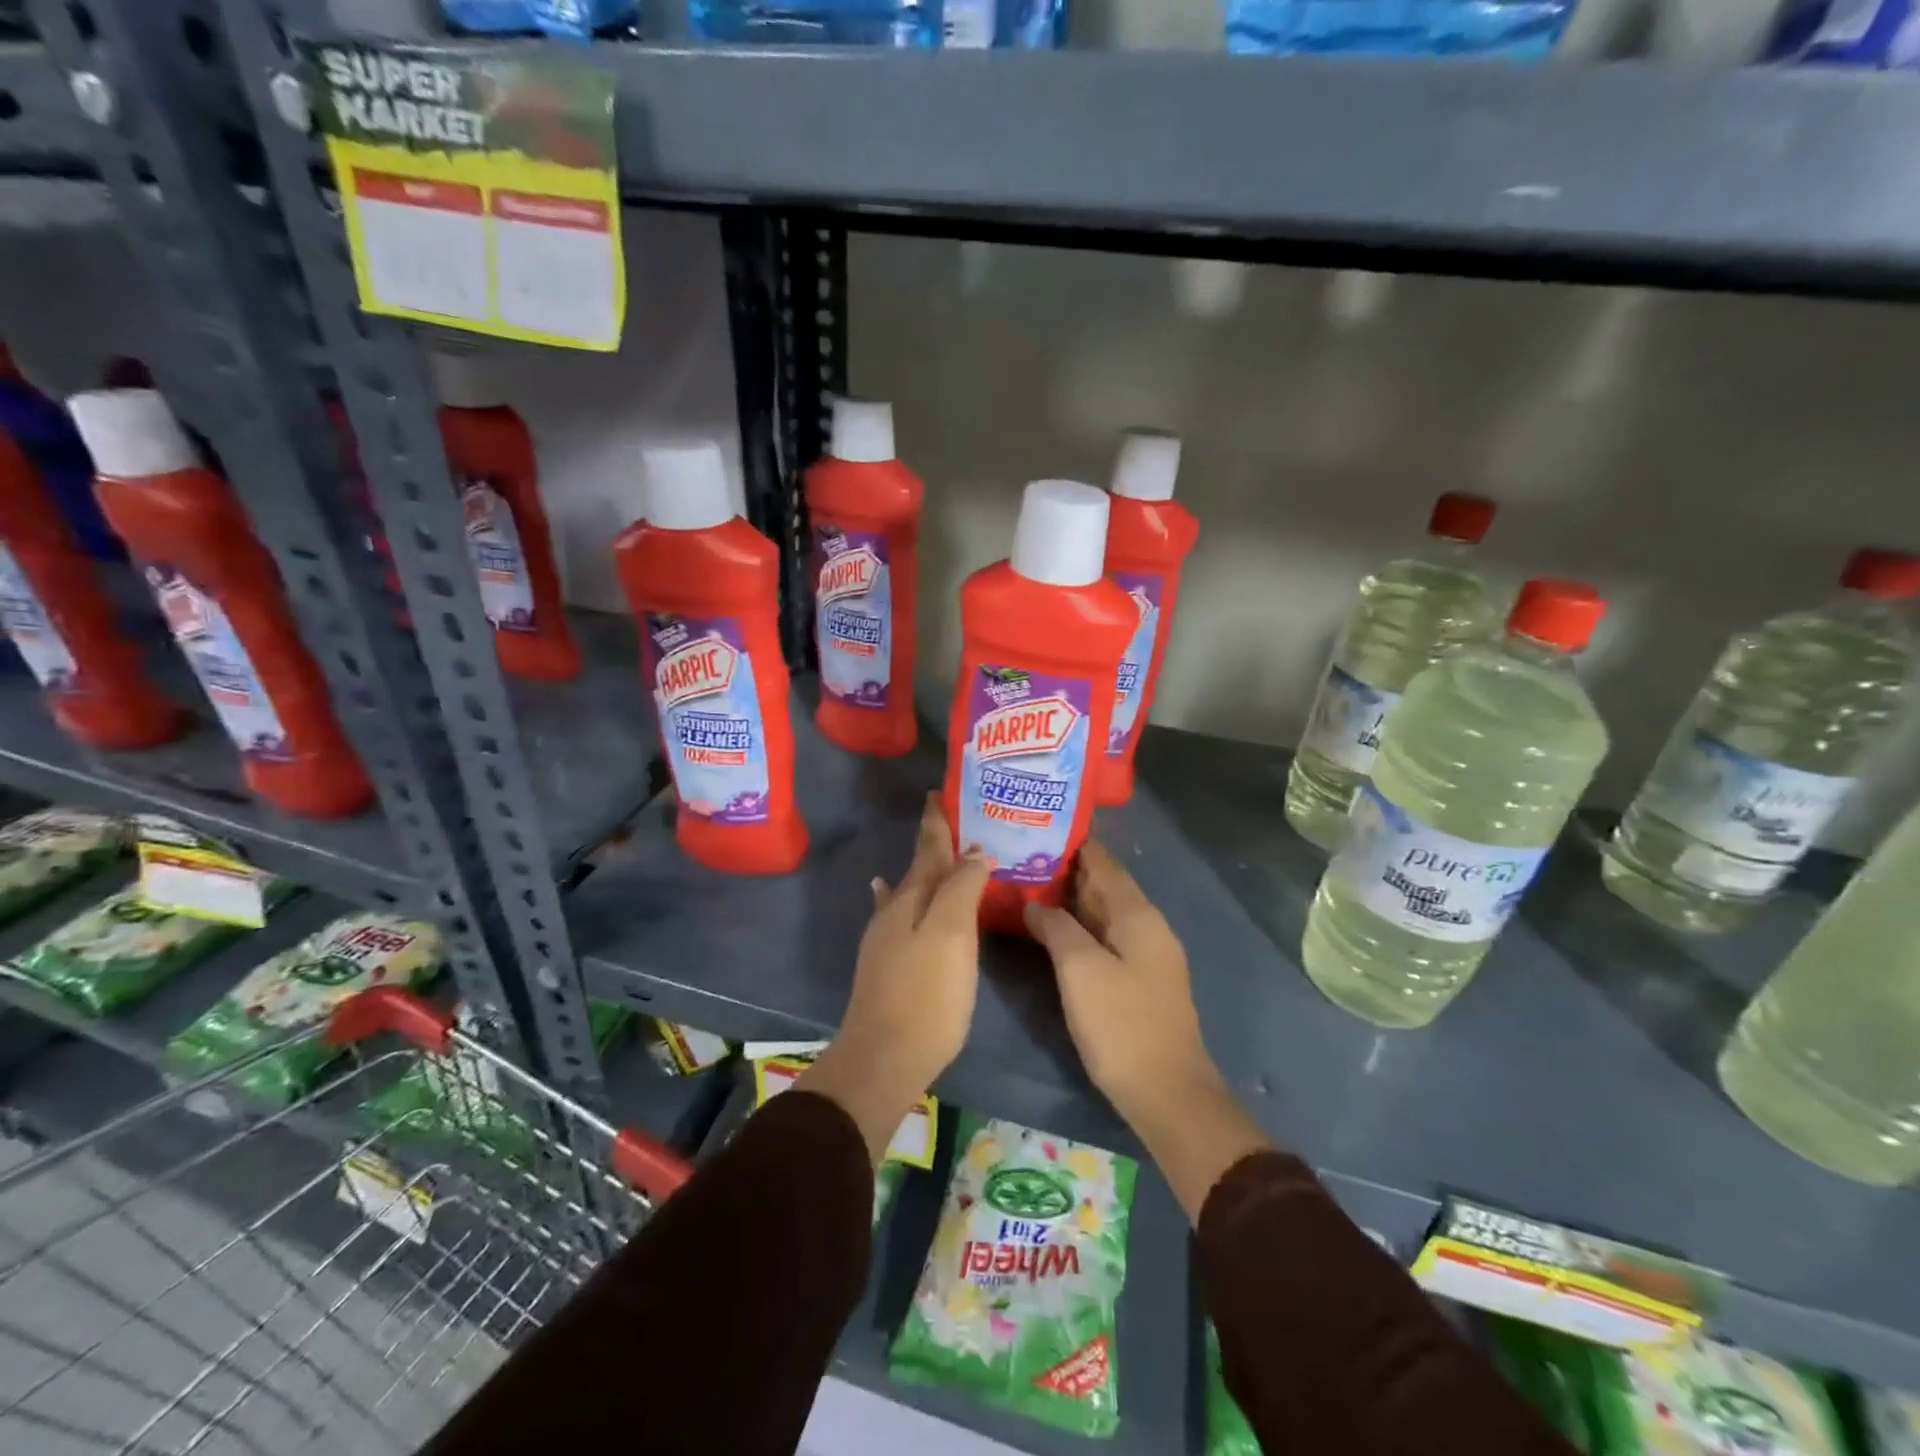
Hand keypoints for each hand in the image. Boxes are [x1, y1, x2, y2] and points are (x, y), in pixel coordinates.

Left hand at [799, 795, 989, 1163]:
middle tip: (953, 821)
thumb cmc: (926, 993)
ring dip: (923, 871)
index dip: (936, 821)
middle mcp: (895, 911)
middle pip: (918, 867)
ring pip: (908, 891)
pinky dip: (898, 898)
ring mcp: (886, 939)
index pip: (928, 847)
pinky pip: (898, 915)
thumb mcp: (952, 934)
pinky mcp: (887, 965)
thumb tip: (975, 851)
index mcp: (913, 898)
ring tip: (932, 852)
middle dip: (934, 843)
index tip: (939, 793)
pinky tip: (885, 892)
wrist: (884, 1058)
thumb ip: (962, 887)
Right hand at [1023, 840, 1209, 1124]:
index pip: (1102, 862)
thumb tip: (1033, 903)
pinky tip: (1050, 928)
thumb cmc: (1121, 1024)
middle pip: (1103, 884)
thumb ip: (1056, 927)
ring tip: (1027, 883)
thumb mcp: (1080, 970)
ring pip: (1102, 912)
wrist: (1166, 1092)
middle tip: (1020, 853)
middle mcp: (1145, 925)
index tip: (1036, 824)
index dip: (1071, 842)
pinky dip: (1077, 925)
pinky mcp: (1137, 978)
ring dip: (1069, 898)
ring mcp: (1144, 953)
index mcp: (1137, 914)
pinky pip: (1103, 936)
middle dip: (1065, 868)